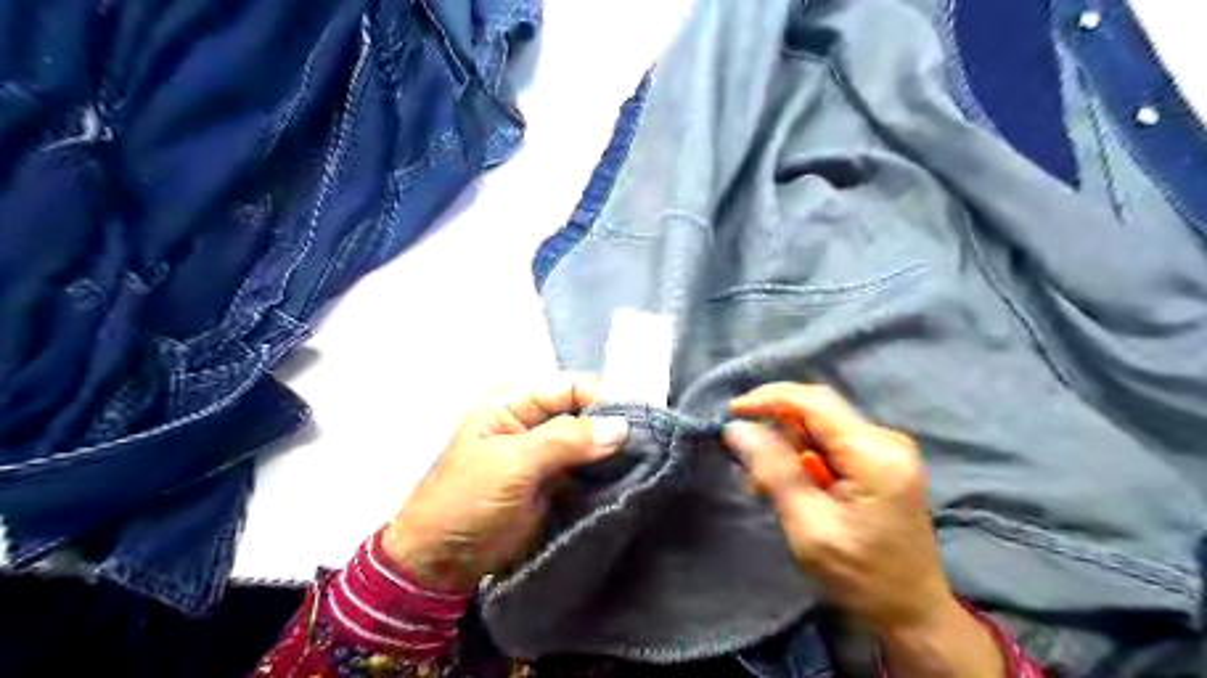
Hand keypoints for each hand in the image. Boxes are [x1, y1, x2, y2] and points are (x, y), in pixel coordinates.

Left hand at [384, 376, 631, 592]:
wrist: (440, 563)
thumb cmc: (467, 501)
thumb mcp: (513, 464)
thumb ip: (566, 440)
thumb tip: (622, 426)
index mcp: (516, 403)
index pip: (572, 387)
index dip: (605, 399)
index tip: (640, 420)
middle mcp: (535, 422)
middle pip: (586, 414)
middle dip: (614, 427)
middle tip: (652, 444)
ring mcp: (547, 455)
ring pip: (592, 443)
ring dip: (614, 453)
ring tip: (650, 462)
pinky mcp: (556, 485)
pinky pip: (589, 471)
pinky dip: (608, 475)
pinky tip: (632, 480)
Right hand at [720, 384, 1006, 675]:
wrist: (913, 613)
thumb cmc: (862, 578)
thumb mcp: (809, 527)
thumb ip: (774, 472)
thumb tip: (738, 429)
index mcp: (875, 454)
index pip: (814, 402)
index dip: (768, 399)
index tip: (732, 412)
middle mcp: (886, 440)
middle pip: (817, 410)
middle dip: (777, 430)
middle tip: (749, 467)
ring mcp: (887, 448)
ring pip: (820, 426)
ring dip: (787, 447)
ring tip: (765, 485)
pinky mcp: (882, 460)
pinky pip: (831, 442)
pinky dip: (804, 458)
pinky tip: (791, 486)